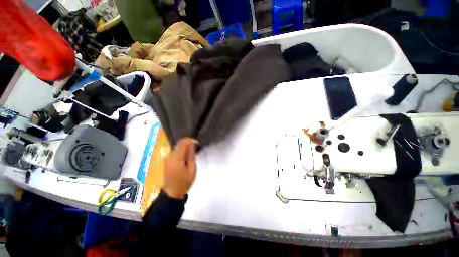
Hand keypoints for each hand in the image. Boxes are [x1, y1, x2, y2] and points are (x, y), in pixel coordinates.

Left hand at [163, 137, 197, 198]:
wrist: (172, 193)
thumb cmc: (184, 182)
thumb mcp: (192, 169)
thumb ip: (191, 155)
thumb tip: (192, 144)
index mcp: (176, 158)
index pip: (183, 142)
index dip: (191, 140)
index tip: (198, 143)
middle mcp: (170, 155)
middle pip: (179, 143)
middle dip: (188, 142)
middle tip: (196, 148)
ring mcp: (167, 157)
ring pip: (177, 146)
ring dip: (185, 146)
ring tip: (192, 152)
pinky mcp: (167, 160)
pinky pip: (175, 150)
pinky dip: (181, 150)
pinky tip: (186, 156)